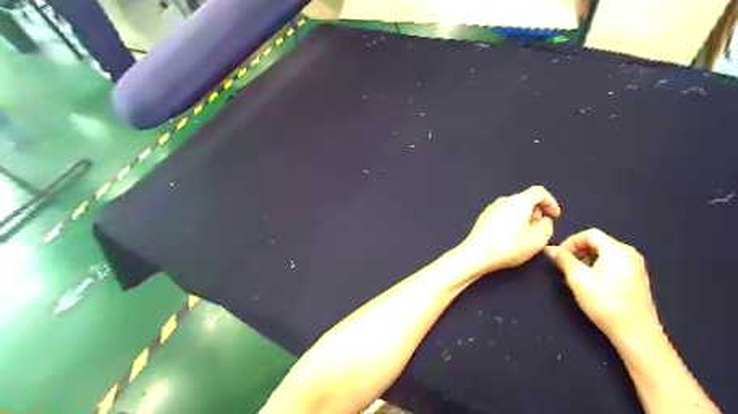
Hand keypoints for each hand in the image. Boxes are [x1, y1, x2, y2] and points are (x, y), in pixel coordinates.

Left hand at [459, 186, 559, 272]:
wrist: (476, 254)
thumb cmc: (508, 246)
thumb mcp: (538, 239)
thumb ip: (547, 226)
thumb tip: (543, 220)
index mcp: (519, 201)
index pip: (539, 192)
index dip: (551, 202)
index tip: (555, 216)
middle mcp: (504, 200)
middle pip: (526, 199)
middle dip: (537, 212)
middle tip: (540, 228)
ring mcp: (491, 208)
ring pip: (514, 208)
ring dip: (524, 218)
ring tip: (526, 235)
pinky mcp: (483, 218)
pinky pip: (503, 215)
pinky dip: (511, 222)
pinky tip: (510, 238)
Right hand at [543, 230, 660, 342]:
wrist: (635, 333)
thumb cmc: (605, 302)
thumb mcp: (577, 278)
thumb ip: (563, 259)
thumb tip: (550, 249)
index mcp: (617, 249)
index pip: (589, 234)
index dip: (570, 242)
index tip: (559, 256)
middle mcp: (629, 254)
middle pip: (596, 243)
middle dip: (576, 252)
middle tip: (564, 267)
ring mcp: (634, 267)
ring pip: (602, 254)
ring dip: (584, 261)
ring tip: (574, 277)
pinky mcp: (634, 279)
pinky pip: (610, 265)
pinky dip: (595, 269)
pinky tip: (588, 285)